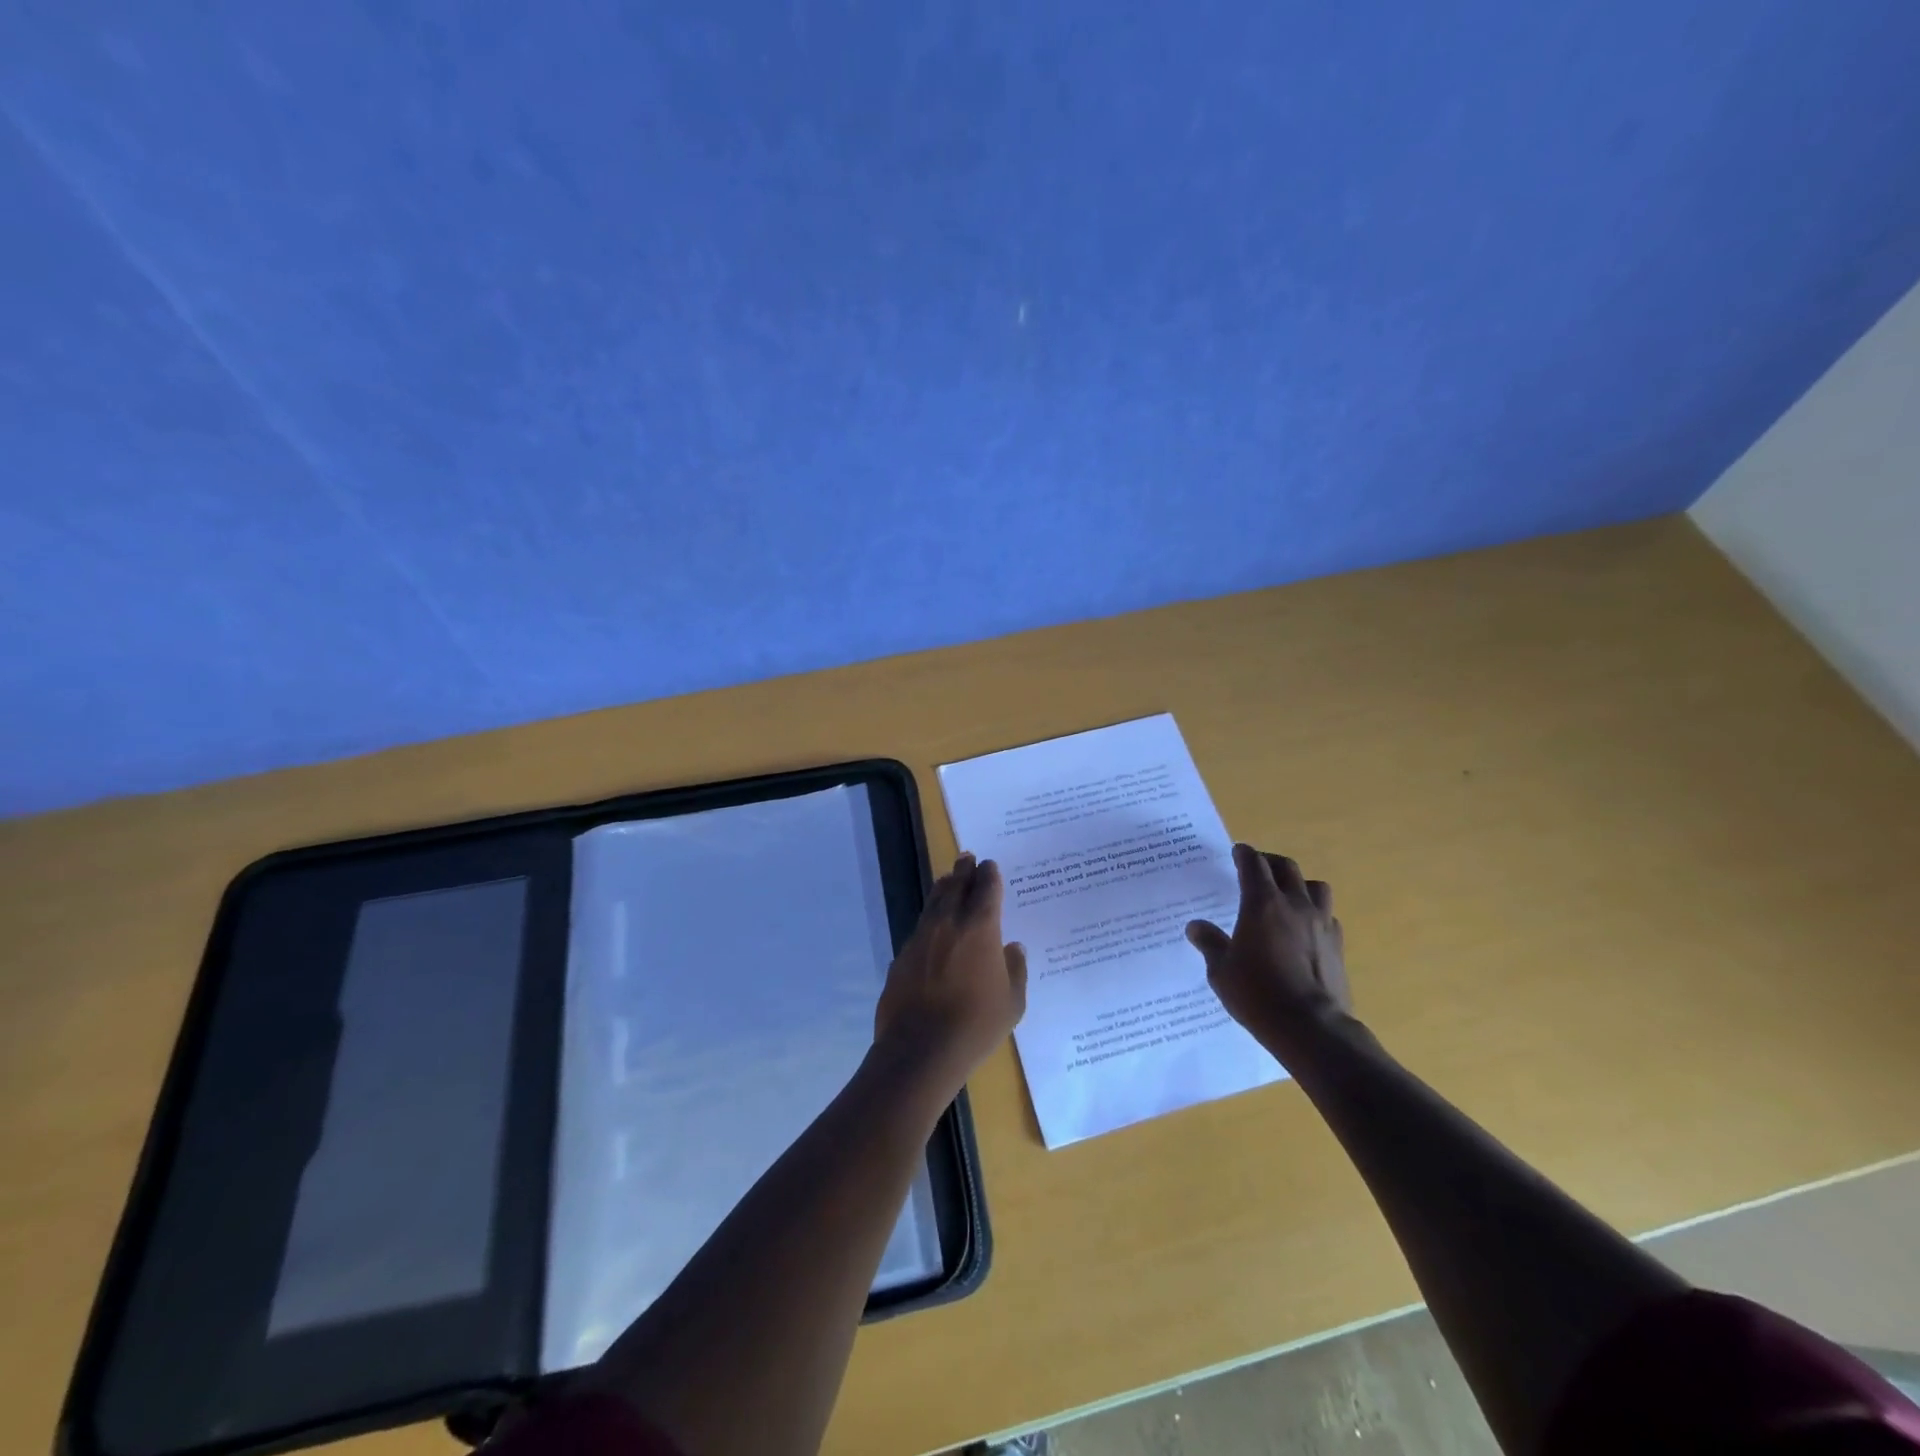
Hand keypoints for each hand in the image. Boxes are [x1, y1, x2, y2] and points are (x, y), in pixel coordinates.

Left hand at [875, 853, 1027, 1096]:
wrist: (920, 1049)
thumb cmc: (976, 1025)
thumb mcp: (1012, 1002)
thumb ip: (1015, 969)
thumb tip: (1013, 947)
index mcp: (980, 928)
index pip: (986, 889)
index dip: (989, 874)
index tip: (990, 865)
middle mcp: (949, 923)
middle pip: (956, 885)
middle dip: (964, 870)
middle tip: (967, 857)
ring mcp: (921, 937)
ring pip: (934, 901)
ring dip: (944, 887)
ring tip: (949, 878)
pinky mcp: (903, 955)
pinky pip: (921, 926)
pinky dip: (930, 917)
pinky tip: (933, 924)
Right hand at [1185, 844, 1353, 1067]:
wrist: (1311, 1027)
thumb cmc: (1257, 994)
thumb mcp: (1221, 970)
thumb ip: (1210, 943)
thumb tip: (1195, 927)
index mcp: (1262, 903)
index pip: (1253, 864)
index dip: (1244, 854)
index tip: (1237, 851)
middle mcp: (1294, 905)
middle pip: (1286, 867)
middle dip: (1270, 862)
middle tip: (1258, 868)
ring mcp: (1321, 923)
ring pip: (1315, 886)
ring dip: (1299, 883)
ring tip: (1288, 893)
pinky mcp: (1337, 945)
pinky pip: (1328, 916)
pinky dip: (1315, 913)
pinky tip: (1305, 928)